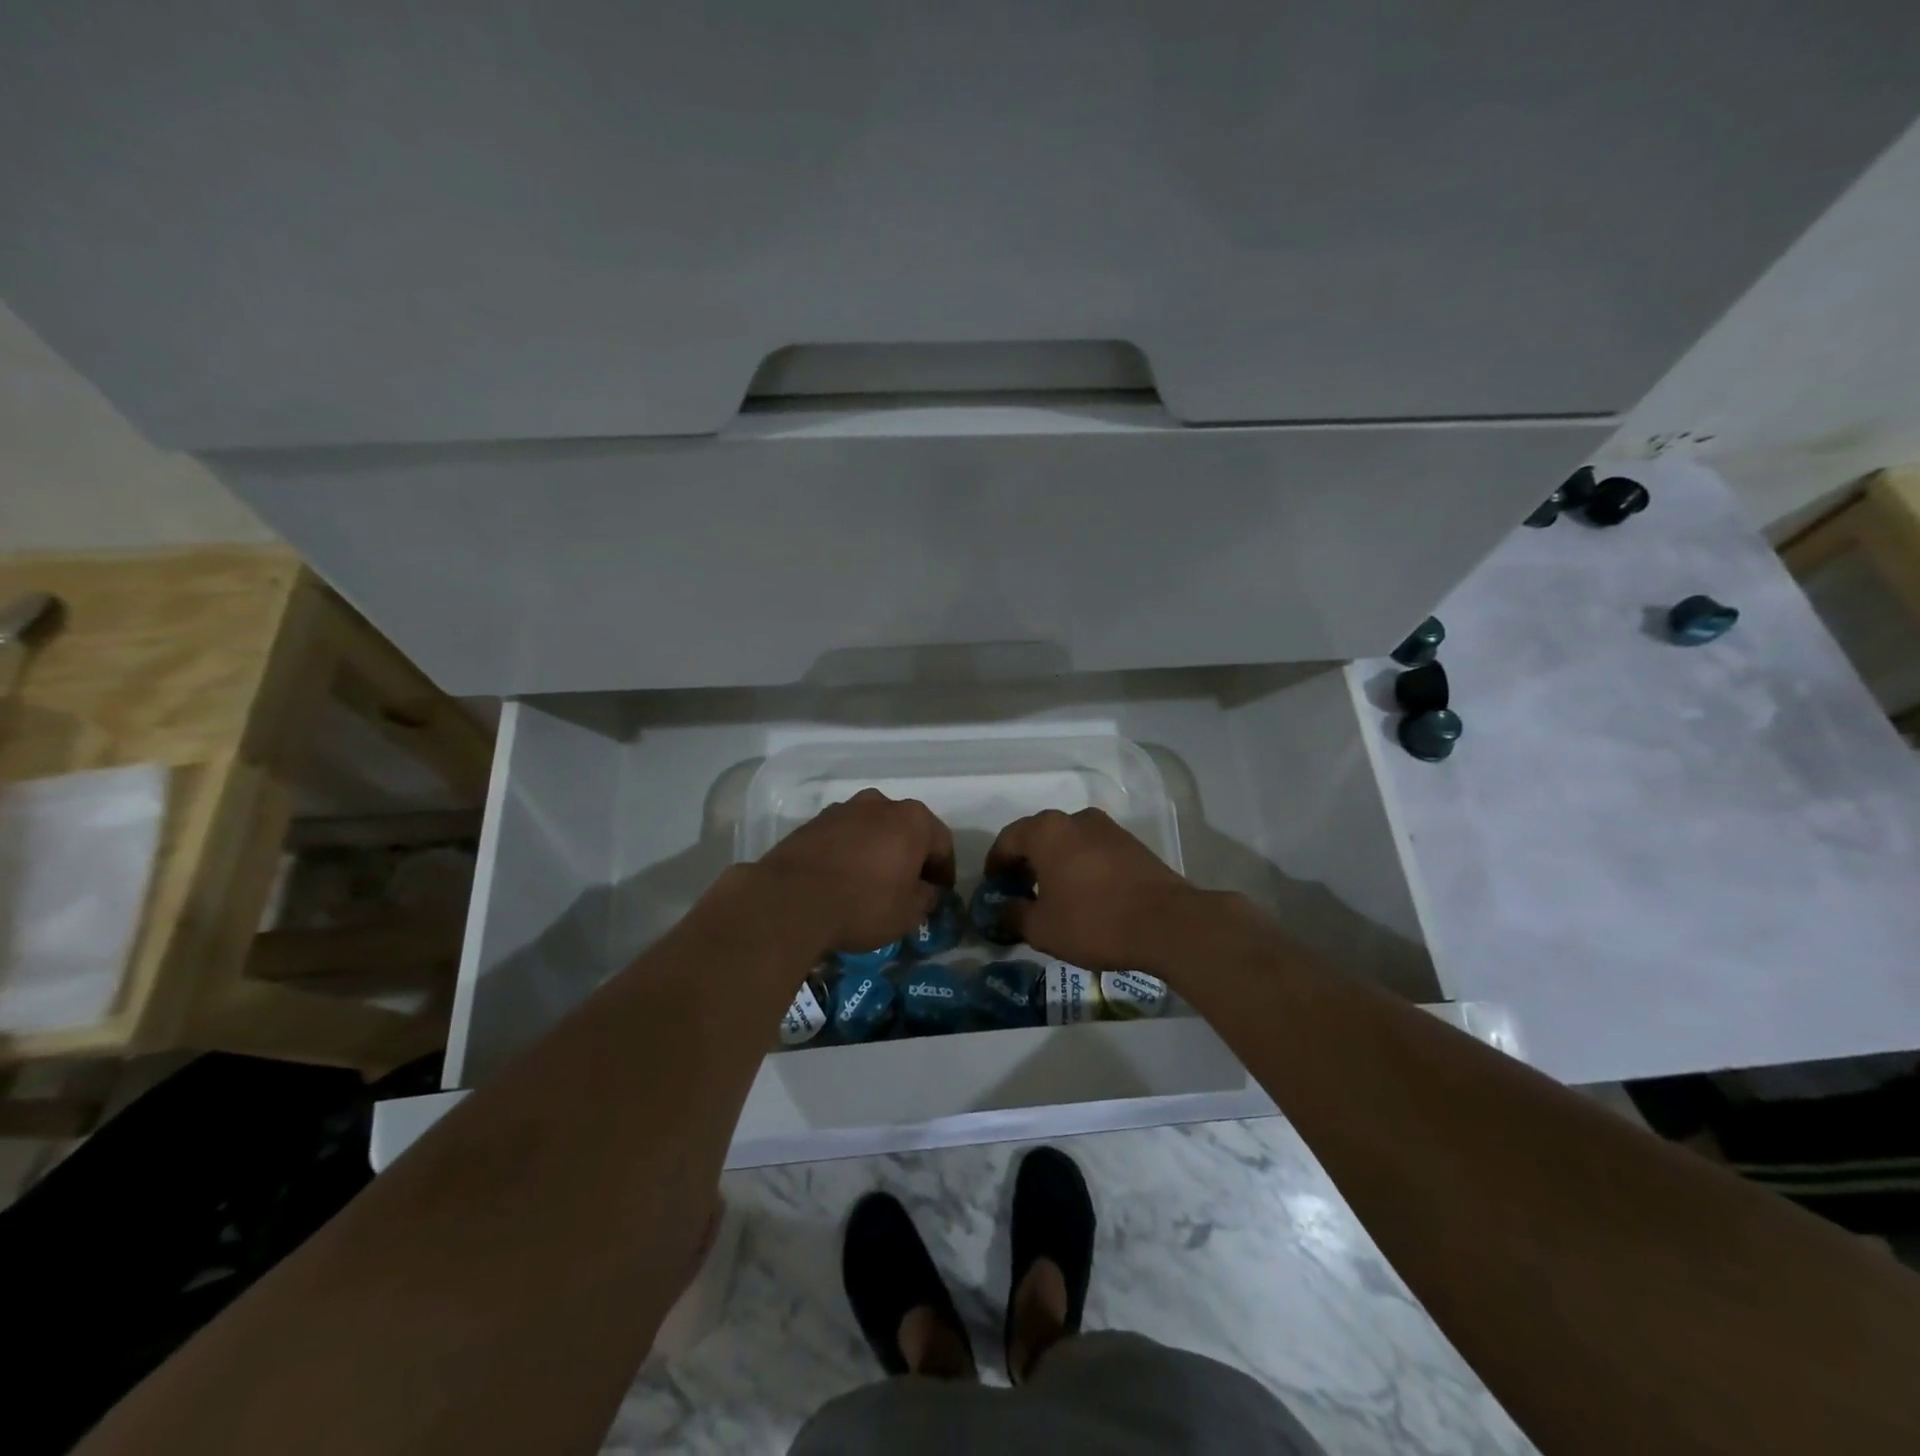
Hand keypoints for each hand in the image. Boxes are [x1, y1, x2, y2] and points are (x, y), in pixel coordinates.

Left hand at [758, 789, 954, 954]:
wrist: (791, 900)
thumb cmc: (863, 904)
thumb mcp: (908, 913)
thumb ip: (926, 897)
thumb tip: (925, 890)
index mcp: (913, 820)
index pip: (942, 843)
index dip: (944, 870)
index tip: (940, 892)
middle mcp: (881, 804)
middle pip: (906, 829)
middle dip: (910, 855)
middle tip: (908, 885)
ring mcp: (844, 809)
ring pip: (873, 829)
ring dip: (878, 849)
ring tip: (872, 881)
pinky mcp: (813, 822)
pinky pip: (844, 836)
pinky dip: (850, 852)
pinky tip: (842, 878)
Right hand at [984, 808, 1194, 970]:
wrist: (1167, 924)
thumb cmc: (1094, 922)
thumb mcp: (1042, 928)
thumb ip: (1013, 915)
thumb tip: (1001, 910)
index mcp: (1047, 831)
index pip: (1008, 839)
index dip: (996, 864)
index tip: (994, 888)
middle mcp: (1075, 819)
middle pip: (1038, 837)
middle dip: (1025, 863)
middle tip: (1020, 892)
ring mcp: (1108, 828)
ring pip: (1068, 842)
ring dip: (1055, 863)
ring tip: (1053, 896)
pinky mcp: (1132, 843)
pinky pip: (1093, 850)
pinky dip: (1081, 866)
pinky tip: (1085, 895)